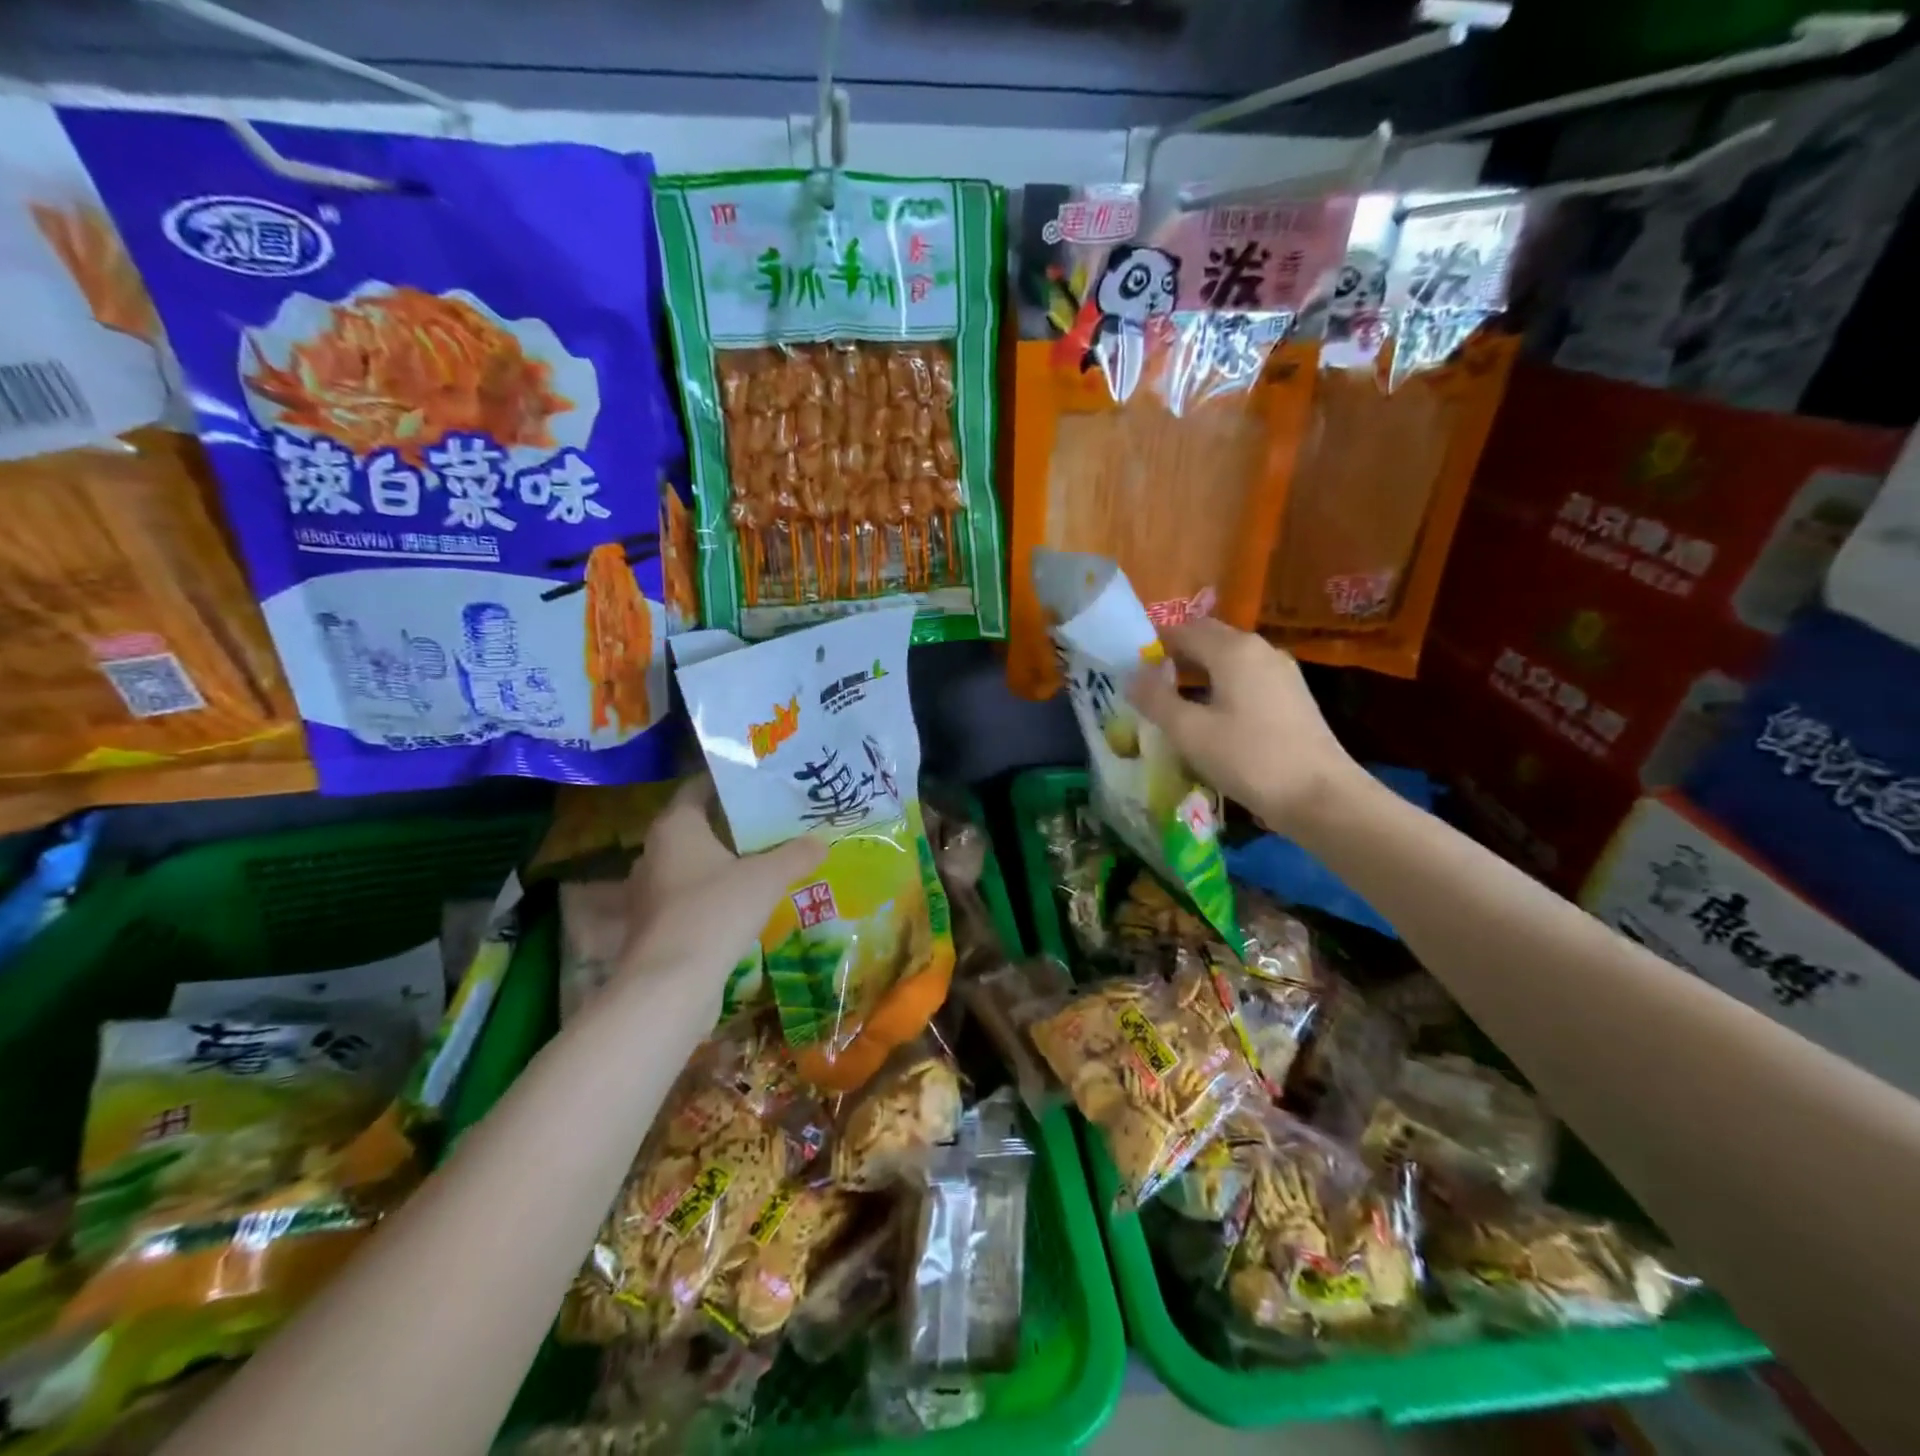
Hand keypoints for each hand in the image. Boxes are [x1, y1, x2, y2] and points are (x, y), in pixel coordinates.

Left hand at [615, 776, 824, 1020]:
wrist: (671, 983)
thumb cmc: (715, 911)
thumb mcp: (766, 878)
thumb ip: (796, 855)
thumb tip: (822, 841)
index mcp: (675, 827)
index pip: (697, 788)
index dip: (726, 782)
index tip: (757, 782)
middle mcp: (654, 852)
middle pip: (695, 826)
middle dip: (730, 824)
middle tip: (769, 820)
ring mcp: (649, 891)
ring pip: (690, 863)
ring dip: (721, 861)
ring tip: (761, 859)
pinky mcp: (654, 924)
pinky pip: (687, 895)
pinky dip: (711, 892)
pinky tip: (741, 901)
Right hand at [1128, 618, 1364, 836]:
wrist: (1320, 796)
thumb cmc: (1249, 759)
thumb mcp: (1189, 732)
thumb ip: (1155, 699)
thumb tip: (1131, 676)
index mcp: (1233, 650)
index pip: (1183, 629)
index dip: (1153, 642)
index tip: (1129, 666)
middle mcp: (1260, 649)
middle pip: (1209, 639)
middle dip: (1176, 655)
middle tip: (1147, 683)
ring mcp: (1281, 672)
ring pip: (1228, 659)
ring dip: (1198, 672)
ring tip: (1172, 701)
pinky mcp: (1292, 697)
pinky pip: (1245, 678)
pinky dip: (1221, 686)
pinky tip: (1209, 716)